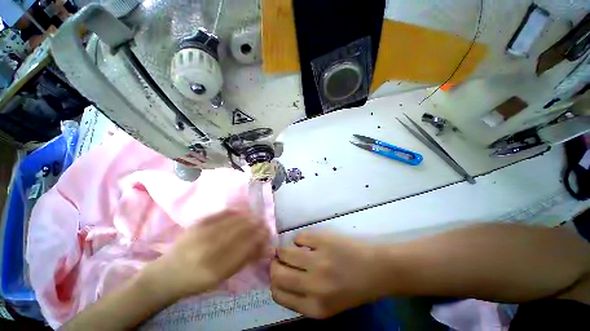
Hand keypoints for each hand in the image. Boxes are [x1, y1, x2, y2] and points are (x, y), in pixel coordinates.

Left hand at [142, 210, 269, 303]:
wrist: (167, 274)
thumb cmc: (197, 281)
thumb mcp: (221, 278)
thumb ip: (243, 261)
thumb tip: (263, 247)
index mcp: (216, 269)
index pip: (246, 247)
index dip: (259, 237)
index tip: (267, 232)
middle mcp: (209, 250)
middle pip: (241, 231)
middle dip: (256, 225)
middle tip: (263, 222)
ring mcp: (201, 234)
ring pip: (233, 220)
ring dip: (248, 217)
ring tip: (254, 217)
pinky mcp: (196, 224)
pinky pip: (221, 213)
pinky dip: (234, 211)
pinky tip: (240, 212)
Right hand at [270, 232, 389, 318]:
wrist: (378, 269)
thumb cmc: (354, 288)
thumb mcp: (328, 305)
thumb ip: (303, 297)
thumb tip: (281, 278)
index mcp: (315, 307)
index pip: (279, 295)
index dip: (274, 282)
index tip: (277, 274)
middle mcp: (314, 286)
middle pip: (277, 273)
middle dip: (275, 264)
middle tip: (280, 259)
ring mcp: (319, 260)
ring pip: (285, 252)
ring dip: (284, 249)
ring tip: (291, 248)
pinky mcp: (324, 240)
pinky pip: (300, 237)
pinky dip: (300, 239)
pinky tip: (308, 242)